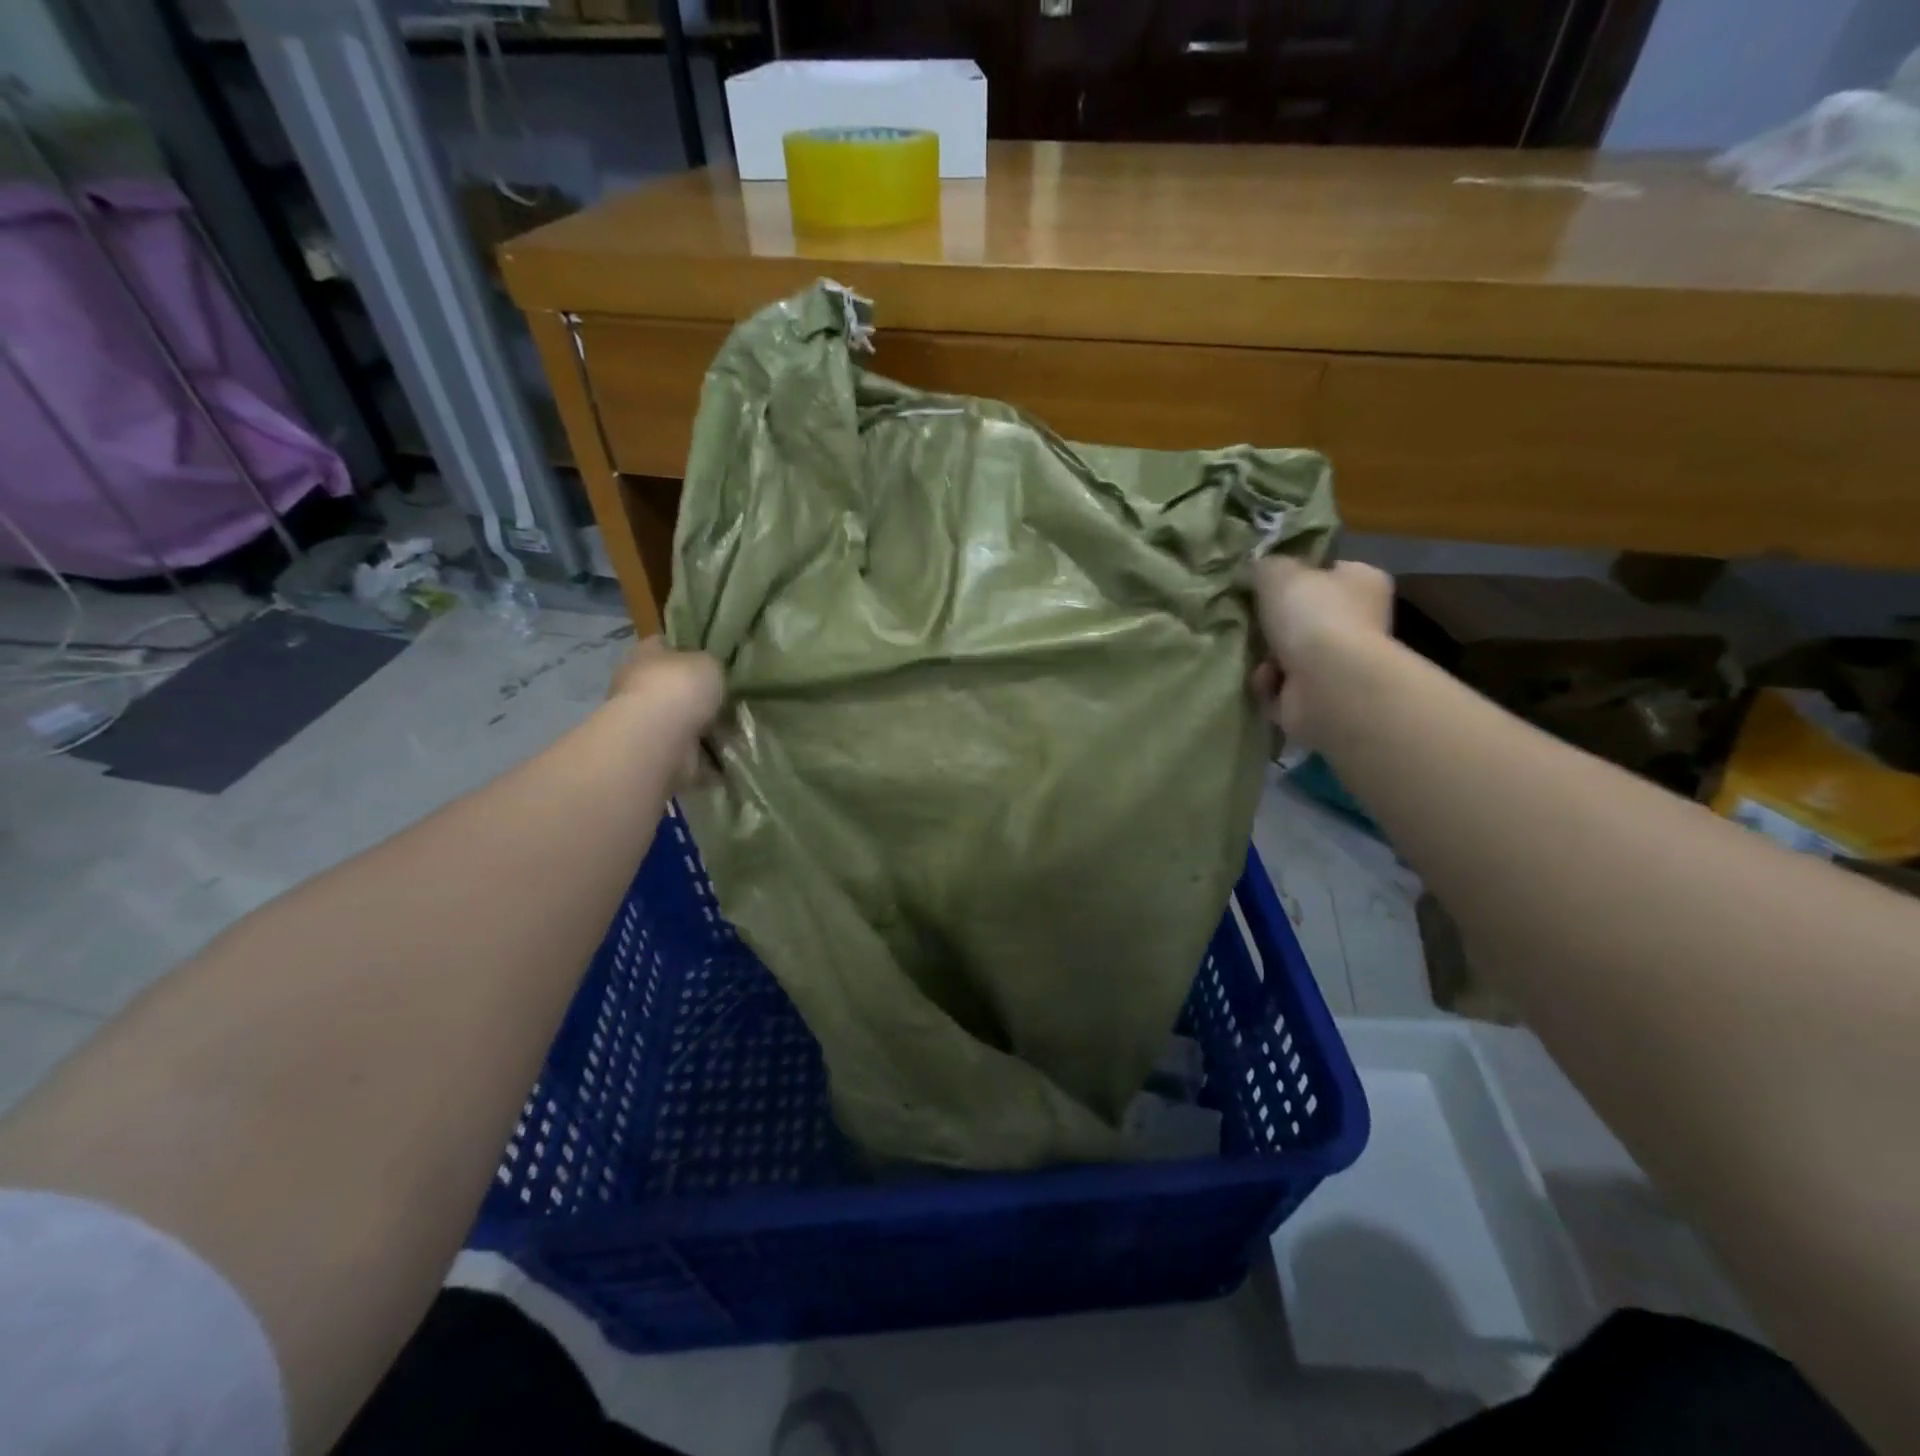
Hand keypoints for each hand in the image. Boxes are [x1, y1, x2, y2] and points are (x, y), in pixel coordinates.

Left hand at [606, 638, 724, 781]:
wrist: (659, 738)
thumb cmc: (680, 688)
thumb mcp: (709, 662)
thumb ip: (710, 665)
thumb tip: (710, 674)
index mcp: (645, 654)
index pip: (664, 644)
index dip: (686, 649)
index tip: (710, 659)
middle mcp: (637, 684)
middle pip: (669, 683)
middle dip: (693, 692)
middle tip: (724, 696)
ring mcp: (642, 720)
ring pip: (676, 717)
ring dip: (697, 723)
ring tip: (730, 726)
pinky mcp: (652, 749)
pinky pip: (682, 746)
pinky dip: (699, 750)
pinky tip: (722, 749)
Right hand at [1251, 557, 1392, 749]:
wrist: (1327, 684)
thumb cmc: (1312, 616)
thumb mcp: (1278, 572)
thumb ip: (1264, 566)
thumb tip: (1252, 570)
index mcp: (1362, 582)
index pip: (1329, 570)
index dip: (1296, 574)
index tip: (1264, 582)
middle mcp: (1360, 621)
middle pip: (1306, 616)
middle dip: (1274, 622)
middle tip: (1248, 617)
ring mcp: (1342, 663)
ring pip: (1290, 654)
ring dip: (1266, 656)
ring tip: (1252, 653)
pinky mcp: (1322, 697)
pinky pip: (1283, 686)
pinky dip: (1269, 684)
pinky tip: (1265, 680)